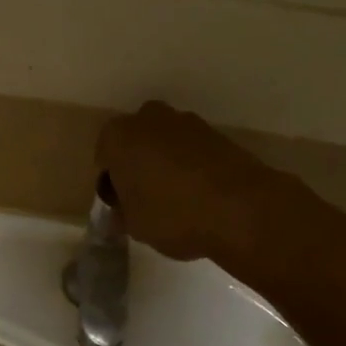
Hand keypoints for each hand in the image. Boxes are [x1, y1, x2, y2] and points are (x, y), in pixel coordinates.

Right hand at [97, 101, 295, 265]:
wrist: (241, 208)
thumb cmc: (172, 215)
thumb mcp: (135, 226)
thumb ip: (122, 214)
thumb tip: (122, 213)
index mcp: (118, 136)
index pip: (104, 159)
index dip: (111, 184)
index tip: (122, 206)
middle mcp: (148, 118)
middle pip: (135, 143)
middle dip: (137, 165)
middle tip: (146, 198)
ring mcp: (186, 121)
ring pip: (164, 143)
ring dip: (165, 163)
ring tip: (176, 199)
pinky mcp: (216, 132)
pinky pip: (192, 149)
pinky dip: (191, 165)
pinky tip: (199, 194)